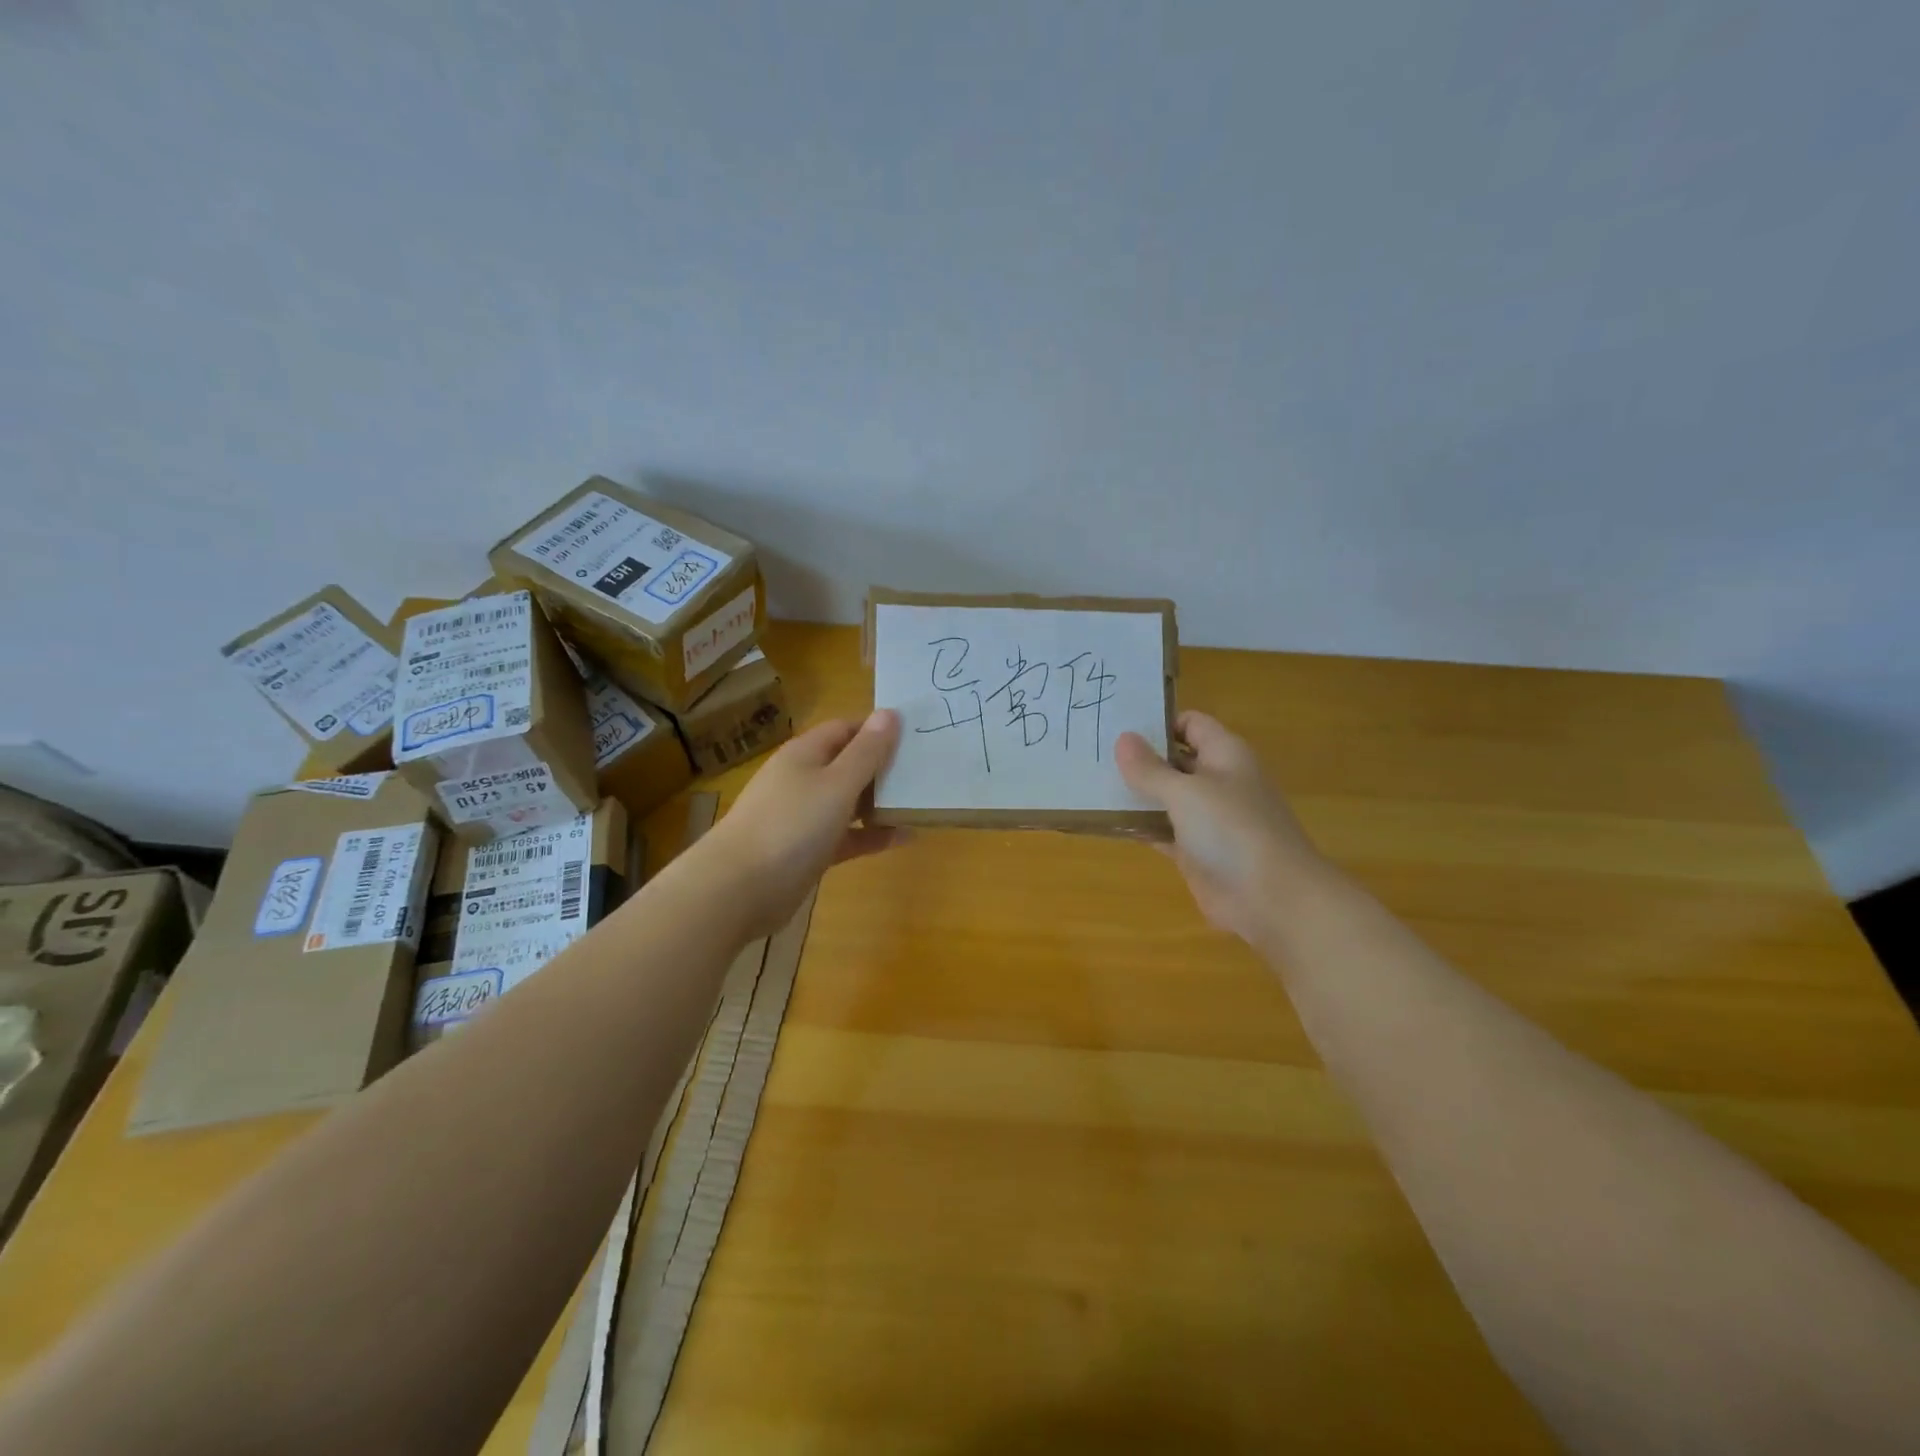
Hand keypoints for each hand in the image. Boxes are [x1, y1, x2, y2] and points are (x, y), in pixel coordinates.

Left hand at [694, 710, 907, 937]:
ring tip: (921, 802)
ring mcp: (803, 817)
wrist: (739, 888)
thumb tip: (890, 713)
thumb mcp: (837, 783)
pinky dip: (871, 835)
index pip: (845, 728)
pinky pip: (846, 836)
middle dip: (883, 767)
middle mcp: (803, 780)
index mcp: (806, 754)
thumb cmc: (792, 825)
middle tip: (925, 771)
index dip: (877, 729)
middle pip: (848, 764)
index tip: (914, 737)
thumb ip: (867, 751)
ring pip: (848, 801)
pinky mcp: (807, 850)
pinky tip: (904, 838)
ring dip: (880, 802)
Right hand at [1116, 711, 1323, 943]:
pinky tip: (1108, 823)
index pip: (1191, 724)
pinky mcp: (1197, 852)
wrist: (1272, 899)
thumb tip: (1122, 738)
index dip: (1158, 722)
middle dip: (1140, 758)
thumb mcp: (1185, 792)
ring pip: (1167, 797)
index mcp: (1225, 755)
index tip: (1118, 724)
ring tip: (1091, 783)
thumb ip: (1150, 769)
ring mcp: (1208, 819)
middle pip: (1175, 760)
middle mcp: (1218, 781)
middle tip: (1093, 752)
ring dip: (1136, 793)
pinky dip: (1141, 826)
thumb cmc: (1232, 831)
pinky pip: (1163, 831)